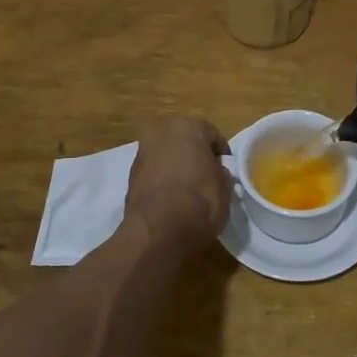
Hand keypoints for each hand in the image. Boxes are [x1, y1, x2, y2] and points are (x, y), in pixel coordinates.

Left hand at [124, 117, 232, 250]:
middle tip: (206, 174)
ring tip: (188, 188)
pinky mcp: (130, 174)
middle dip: (195, 153)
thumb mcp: (225, 186)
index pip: (211, 134)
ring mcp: (142, 152)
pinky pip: (154, 171)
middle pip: (184, 139)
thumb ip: (220, 171)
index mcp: (187, 126)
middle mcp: (161, 132)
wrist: (158, 230)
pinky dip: (162, 178)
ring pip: (166, 154)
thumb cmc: (200, 201)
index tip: (226, 168)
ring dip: (176, 164)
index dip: (221, 152)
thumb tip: (214, 171)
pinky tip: (171, 196)